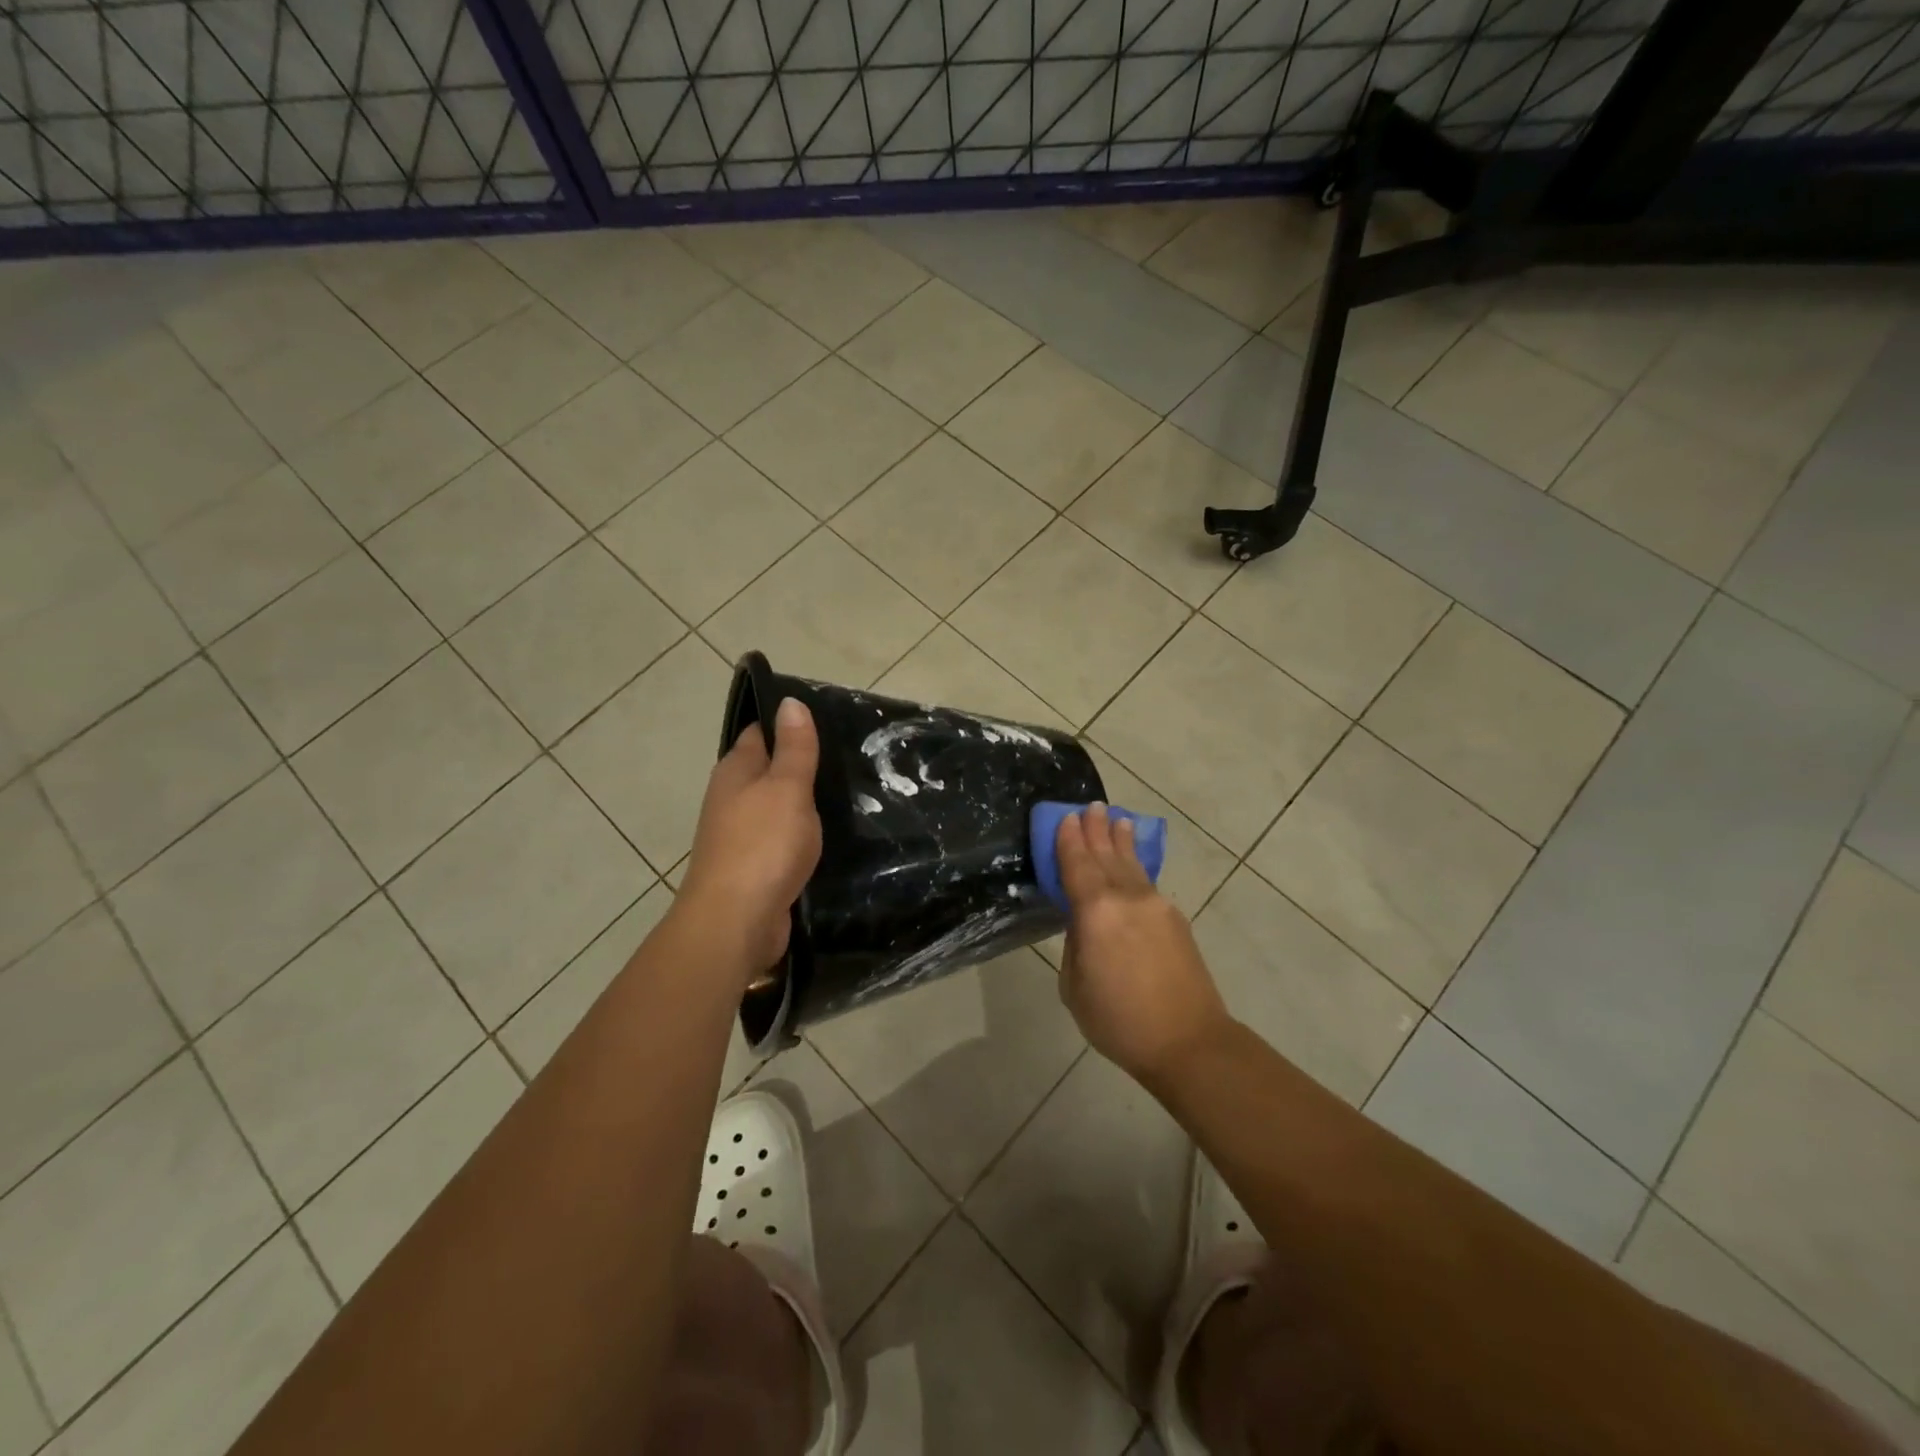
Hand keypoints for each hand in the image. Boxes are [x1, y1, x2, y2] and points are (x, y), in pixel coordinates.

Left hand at [676, 697, 822, 983]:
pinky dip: (801, 834)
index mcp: (735, 771)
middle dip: (800, 764)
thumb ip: (794, 748)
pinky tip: (828, 835)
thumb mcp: (787, 787)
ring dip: (803, 802)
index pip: (760, 733)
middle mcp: (732, 799)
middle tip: (848, 755)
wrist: (735, 922)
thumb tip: (790, 701)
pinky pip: (781, 839)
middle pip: (768, 771)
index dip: (787, 723)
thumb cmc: (763, 845)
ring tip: (848, 791)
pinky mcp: (754, 867)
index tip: (826, 718)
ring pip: (776, 807)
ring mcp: (740, 835)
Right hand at [1055, 804, 1231, 1082]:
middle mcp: (1126, 898)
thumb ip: (1076, 945)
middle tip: (1092, 806)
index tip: (1067, 817)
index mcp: (1095, 911)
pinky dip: (1137, 863)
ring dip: (1122, 840)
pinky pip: (1147, 881)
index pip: (1077, 865)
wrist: (1188, 1042)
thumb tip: (1084, 924)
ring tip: (1118, 818)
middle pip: (1106, 855)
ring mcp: (1156, 905)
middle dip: (1097, 830)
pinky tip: (1135, 861)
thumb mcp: (1075, 987)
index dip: (1069, 840)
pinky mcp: (1175, 918)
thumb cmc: (1119, 1021)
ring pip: (1132, 864)